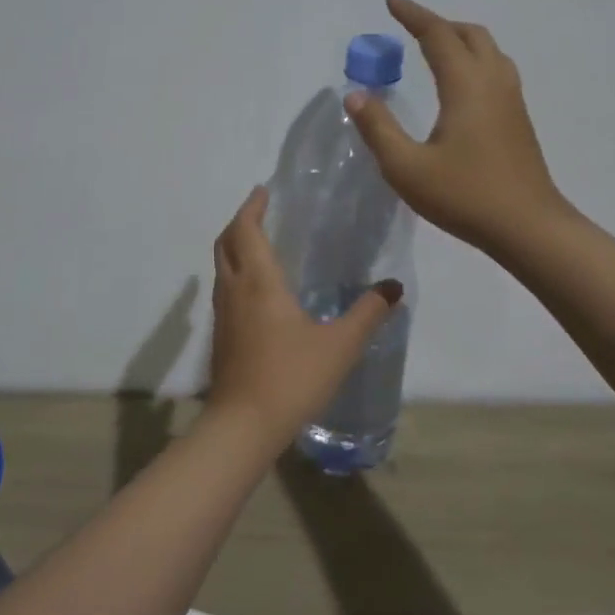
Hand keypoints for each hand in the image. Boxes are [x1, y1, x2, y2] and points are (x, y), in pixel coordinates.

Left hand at [205, 186, 402, 446]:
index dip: (252, 206)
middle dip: (240, 222)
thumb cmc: (291, 377)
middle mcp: (234, 289)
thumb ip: (367, 313)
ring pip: (221, 266)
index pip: (246, 229)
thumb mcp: (340, 345)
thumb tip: (393, 287)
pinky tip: (257, 291)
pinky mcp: (221, 335)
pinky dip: (236, 273)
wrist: (244, 424)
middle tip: (260, 211)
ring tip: (260, 244)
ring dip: (235, 247)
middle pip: (225, 242)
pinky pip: (224, 289)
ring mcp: (222, 313)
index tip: (263, 190)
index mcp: (259, 281)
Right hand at [345, 0, 570, 258]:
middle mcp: (492, 83)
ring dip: (460, 40)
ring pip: (489, 51)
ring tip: (434, 49)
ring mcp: (511, 101)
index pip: (438, 35)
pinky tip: (460, 85)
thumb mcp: (406, 167)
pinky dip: (474, 60)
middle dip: (439, 24)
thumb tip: (356, 94)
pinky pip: (496, 70)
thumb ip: (378, 129)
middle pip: (470, 35)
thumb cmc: (464, 196)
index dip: (413, 15)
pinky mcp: (518, 120)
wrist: (528, 227)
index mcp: (465, 86)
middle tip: (410, 27)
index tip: (391, 0)